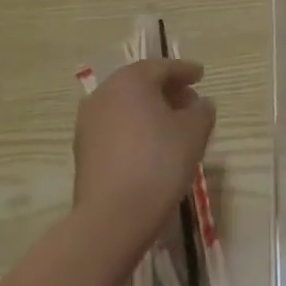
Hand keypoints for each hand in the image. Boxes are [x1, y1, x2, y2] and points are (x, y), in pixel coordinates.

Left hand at [73, 58, 214, 251]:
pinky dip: (135, 128)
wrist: (112, 218)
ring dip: (150, 110)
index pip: (163, 67)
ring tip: (173, 126)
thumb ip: (202, 110)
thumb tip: (201, 104)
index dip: (185, 71)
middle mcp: (105, 94)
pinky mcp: (83, 151)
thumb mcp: (194, 132)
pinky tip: (151, 146)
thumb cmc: (159, 162)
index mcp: (131, 80)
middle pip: (141, 84)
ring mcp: (89, 123)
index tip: (201, 76)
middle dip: (168, 90)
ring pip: (126, 106)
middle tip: (190, 102)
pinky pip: (115, 127)